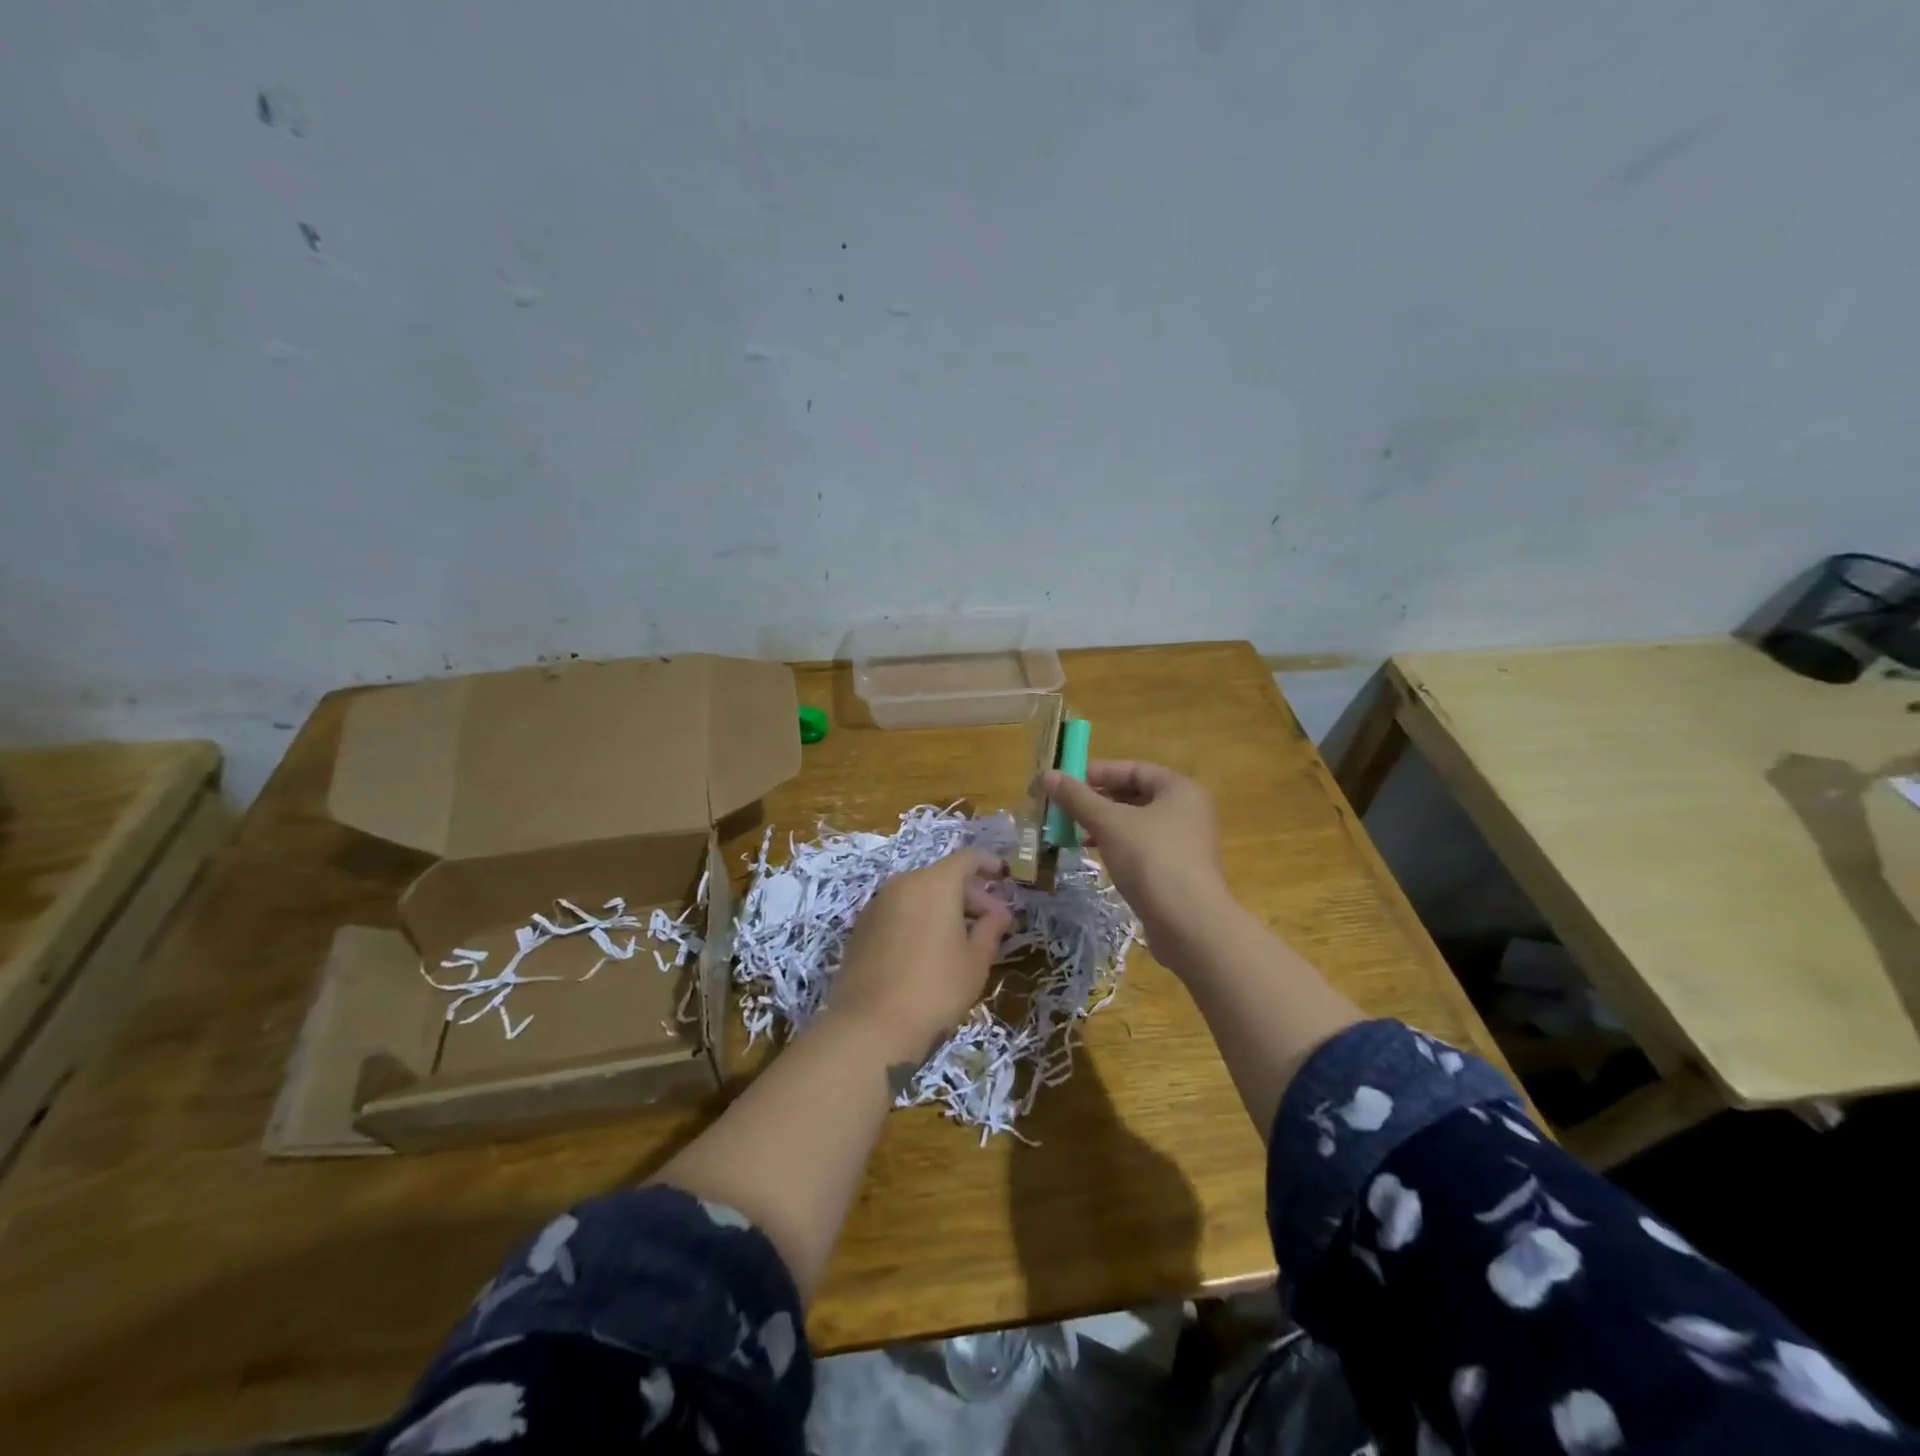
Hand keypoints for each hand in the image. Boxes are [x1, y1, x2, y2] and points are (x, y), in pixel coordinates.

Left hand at [825, 848, 1012, 1069]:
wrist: (870, 1026)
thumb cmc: (936, 989)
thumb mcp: (975, 961)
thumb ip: (991, 929)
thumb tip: (999, 913)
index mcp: (935, 883)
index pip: (967, 858)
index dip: (989, 864)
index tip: (1005, 876)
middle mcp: (903, 883)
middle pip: (943, 877)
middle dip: (971, 895)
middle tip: (992, 922)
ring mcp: (878, 904)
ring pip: (920, 894)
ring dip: (944, 908)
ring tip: (963, 939)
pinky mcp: (862, 927)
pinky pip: (900, 911)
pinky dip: (920, 919)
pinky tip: (930, 950)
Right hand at [1038, 761, 1236, 975]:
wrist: (1189, 924)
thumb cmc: (1151, 859)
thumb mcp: (1109, 823)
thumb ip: (1078, 798)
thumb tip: (1047, 775)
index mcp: (1179, 790)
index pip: (1133, 769)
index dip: (1097, 772)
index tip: (1066, 782)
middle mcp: (1187, 811)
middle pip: (1135, 796)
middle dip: (1097, 801)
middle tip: (1064, 808)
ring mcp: (1185, 843)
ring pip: (1136, 824)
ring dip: (1104, 825)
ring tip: (1073, 832)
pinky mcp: (1177, 871)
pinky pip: (1142, 848)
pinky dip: (1117, 846)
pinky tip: (1095, 855)